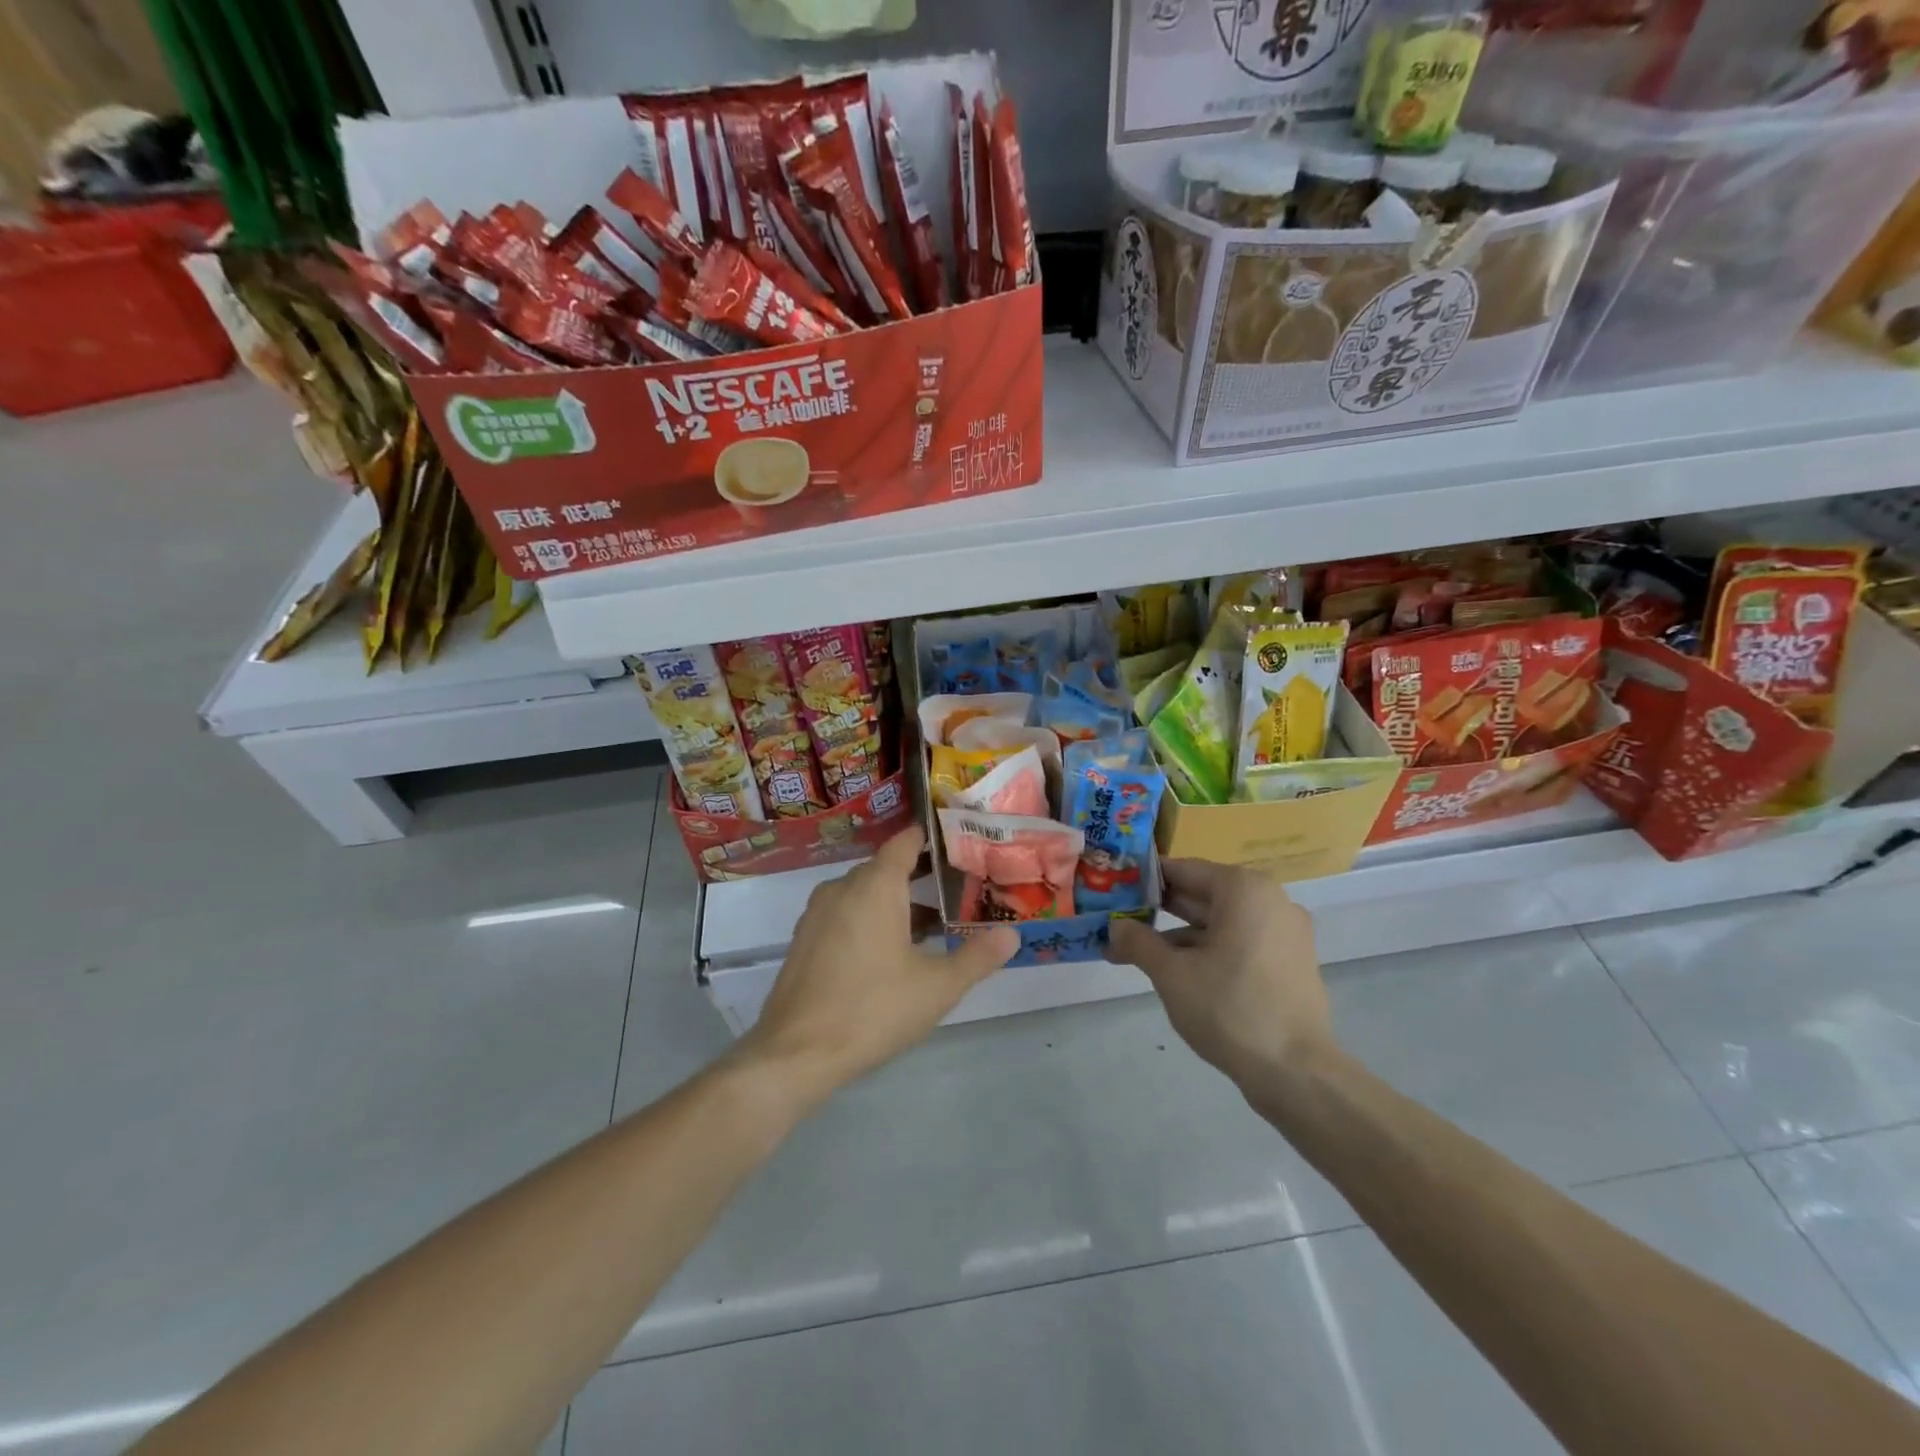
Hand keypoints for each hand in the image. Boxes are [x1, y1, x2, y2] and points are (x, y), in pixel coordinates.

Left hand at [740, 827, 1020, 1101]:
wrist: (796, 1053)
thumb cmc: (874, 1008)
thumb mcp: (938, 987)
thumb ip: (977, 956)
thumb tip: (1012, 934)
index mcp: (876, 885)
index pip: (904, 843)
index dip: (929, 838)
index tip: (957, 842)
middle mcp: (843, 888)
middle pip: (885, 868)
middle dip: (920, 875)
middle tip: (958, 890)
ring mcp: (817, 913)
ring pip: (863, 893)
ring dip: (894, 901)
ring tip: (931, 926)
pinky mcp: (804, 940)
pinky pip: (844, 913)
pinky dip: (868, 919)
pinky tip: (888, 952)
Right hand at [1107, 859, 1333, 1084]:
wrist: (1296, 1072)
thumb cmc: (1229, 1008)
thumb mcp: (1171, 973)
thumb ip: (1138, 941)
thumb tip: (1115, 926)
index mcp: (1243, 889)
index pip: (1182, 870)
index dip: (1143, 880)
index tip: (1114, 891)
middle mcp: (1269, 900)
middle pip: (1201, 895)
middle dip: (1157, 911)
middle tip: (1116, 923)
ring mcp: (1284, 932)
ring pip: (1219, 922)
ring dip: (1178, 936)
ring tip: (1134, 955)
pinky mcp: (1289, 962)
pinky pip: (1239, 943)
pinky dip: (1207, 951)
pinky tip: (1175, 972)